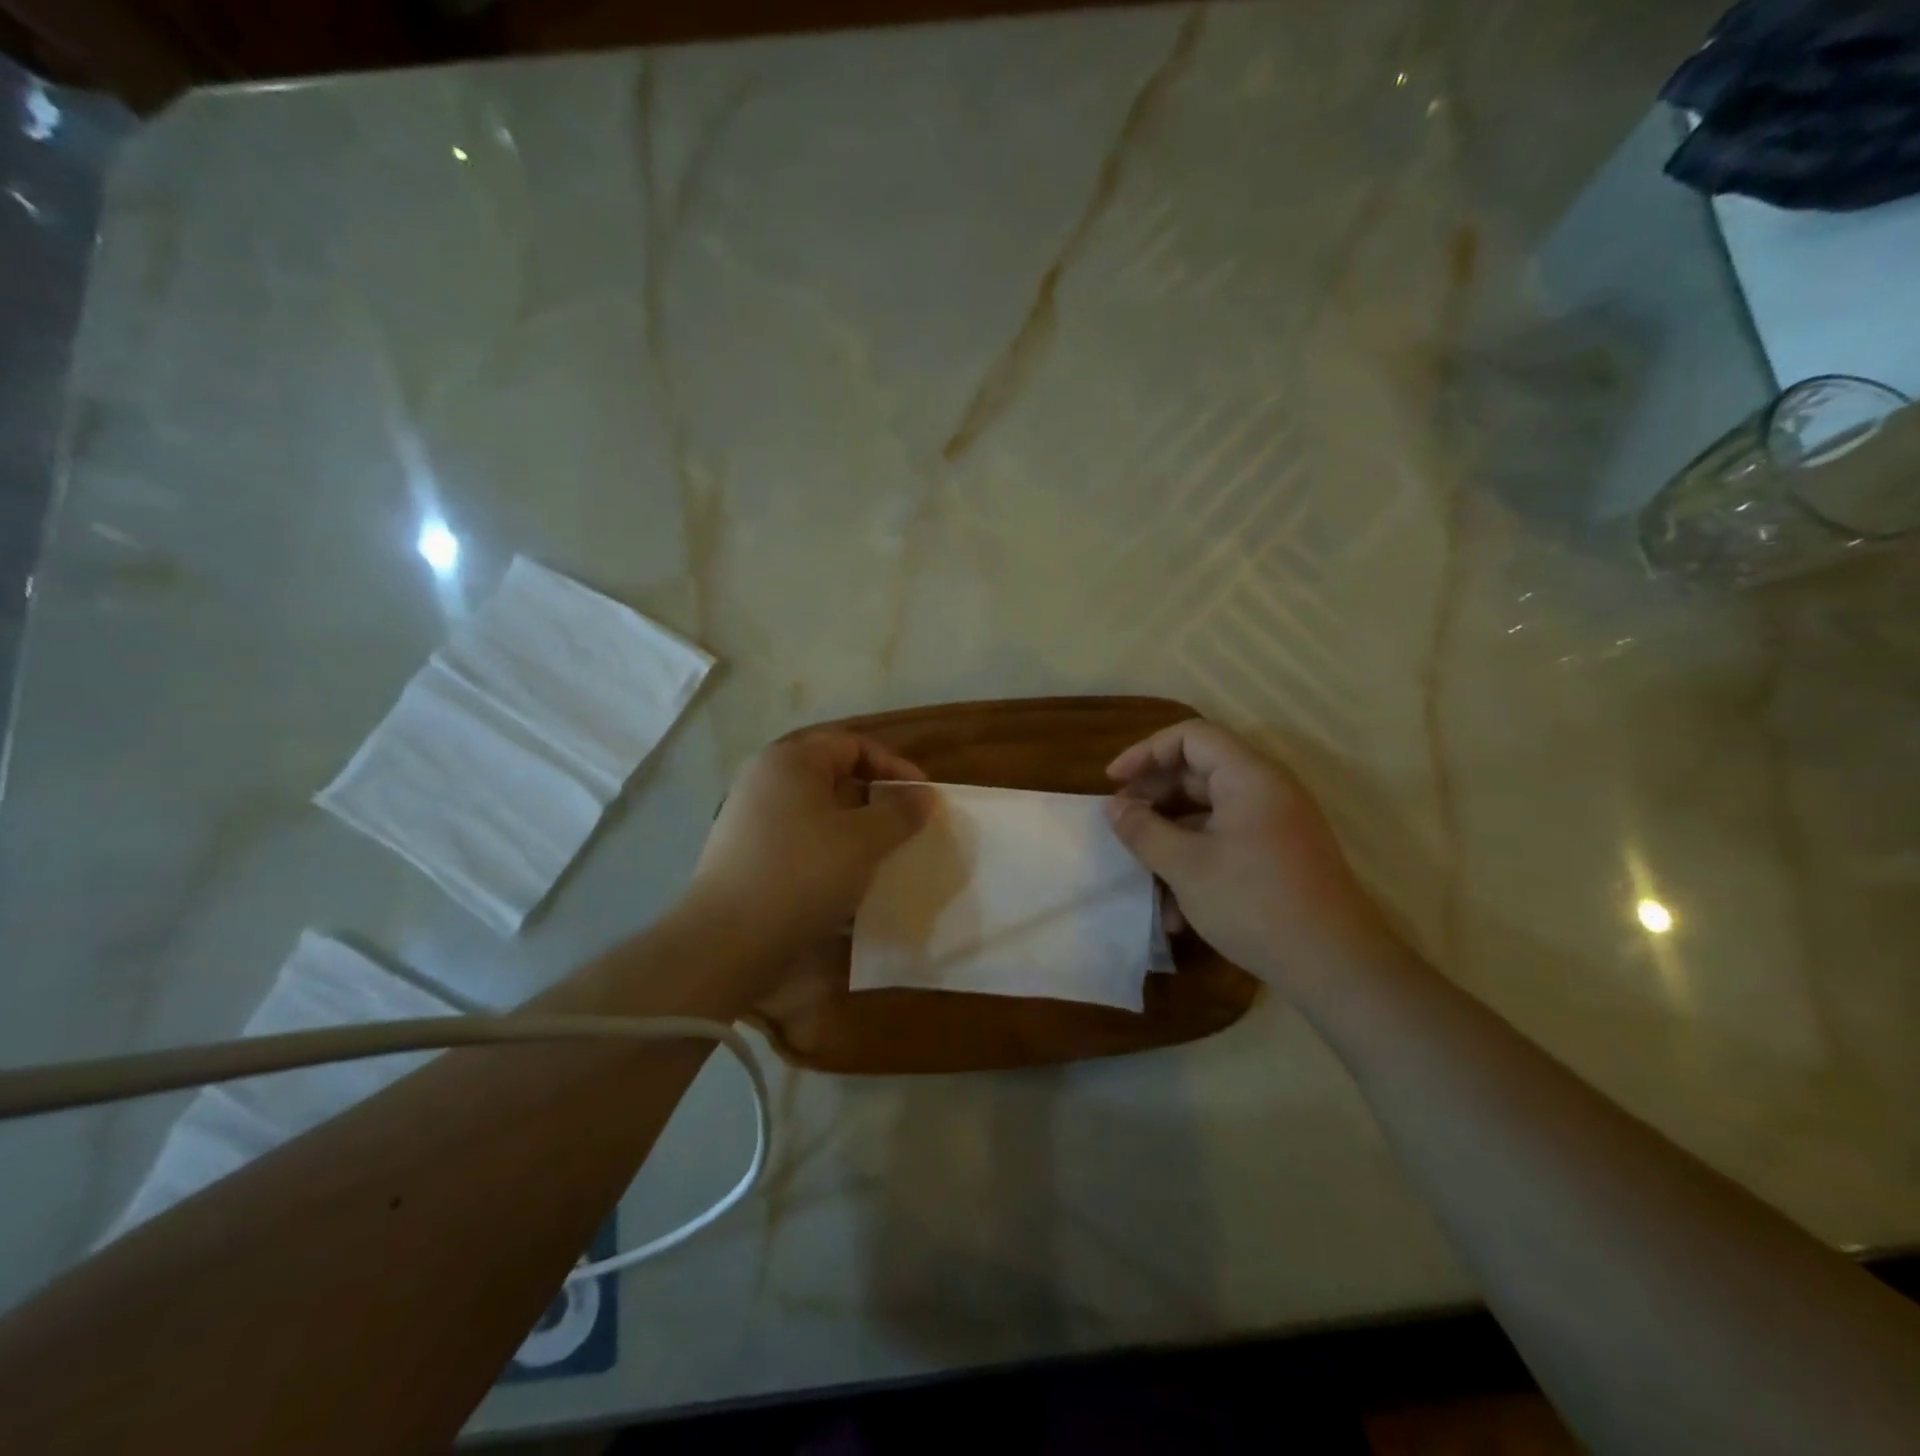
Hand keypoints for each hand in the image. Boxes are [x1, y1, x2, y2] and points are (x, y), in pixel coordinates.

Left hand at [691, 730, 930, 949]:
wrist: (727, 941)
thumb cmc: (802, 874)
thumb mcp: (864, 841)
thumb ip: (900, 812)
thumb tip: (924, 796)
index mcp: (792, 760)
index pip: (854, 744)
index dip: (894, 766)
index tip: (922, 800)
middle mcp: (766, 780)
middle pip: (833, 776)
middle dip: (874, 800)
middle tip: (903, 828)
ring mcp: (750, 818)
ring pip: (817, 813)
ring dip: (853, 831)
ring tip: (880, 859)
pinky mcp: (745, 855)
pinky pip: (799, 842)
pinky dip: (828, 854)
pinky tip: (846, 886)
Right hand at [1105, 720, 1396, 992]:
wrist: (1336, 966)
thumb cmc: (1255, 903)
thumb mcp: (1186, 866)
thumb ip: (1143, 830)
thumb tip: (1113, 807)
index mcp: (1249, 777)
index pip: (1191, 736)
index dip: (1146, 752)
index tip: (1113, 783)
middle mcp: (1266, 791)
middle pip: (1198, 772)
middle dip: (1153, 797)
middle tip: (1121, 824)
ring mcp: (1275, 825)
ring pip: (1208, 813)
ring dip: (1170, 838)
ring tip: (1141, 872)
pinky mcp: (1278, 856)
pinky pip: (1226, 842)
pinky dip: (1196, 862)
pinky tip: (1175, 911)